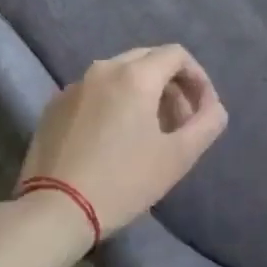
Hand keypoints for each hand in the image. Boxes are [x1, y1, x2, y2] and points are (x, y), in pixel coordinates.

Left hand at [18, 45, 227, 236]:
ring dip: (143, 93)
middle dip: (171, 84)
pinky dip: (114, 102)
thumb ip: (207, 123)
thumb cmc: (123, 182)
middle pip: (148, 60)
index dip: (198, 78)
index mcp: (135, 76)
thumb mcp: (179, 157)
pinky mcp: (54, 106)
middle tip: (179, 121)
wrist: (53, 211)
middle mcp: (103, 69)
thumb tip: (212, 107)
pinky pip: (95, 91)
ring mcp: (74, 86)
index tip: (202, 110)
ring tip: (149, 131)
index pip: (177, 55)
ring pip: (119, 74)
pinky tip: (113, 139)